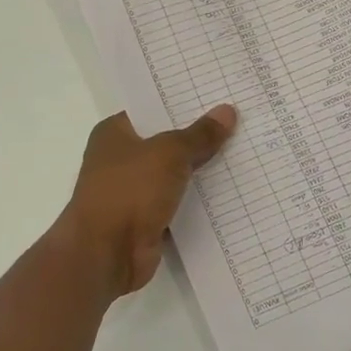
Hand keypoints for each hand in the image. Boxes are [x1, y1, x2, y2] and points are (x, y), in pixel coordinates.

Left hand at [57, 106, 236, 296]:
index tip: (218, 96)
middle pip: (165, 142)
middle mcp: (119, 159)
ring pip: (173, 174)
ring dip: (200, 171)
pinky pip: (177, 203)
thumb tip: (227, 111)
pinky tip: (231, 192)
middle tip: (239, 123)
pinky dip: (197, 201)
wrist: (106, 253)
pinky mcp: (144, 220)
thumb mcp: (169, 153)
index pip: (152, 109)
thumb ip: (199, 134)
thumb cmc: (129, 190)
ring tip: (243, 153)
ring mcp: (131, 192)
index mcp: (114, 133)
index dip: (183, 104)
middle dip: (197, 137)